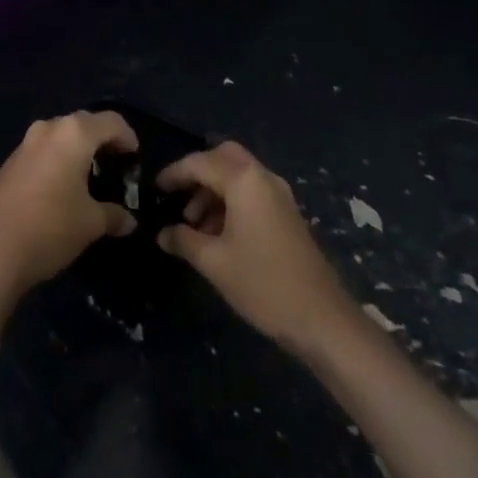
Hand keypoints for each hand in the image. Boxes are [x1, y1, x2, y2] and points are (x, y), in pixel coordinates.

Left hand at [0, 110, 139, 295]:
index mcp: (73, 134)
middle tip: (116, 168)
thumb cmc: (50, 227)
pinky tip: (62, 189)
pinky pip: (43, 151)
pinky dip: (58, 161)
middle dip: (103, 142)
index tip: (135, 161)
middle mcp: (48, 129)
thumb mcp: (91, 223)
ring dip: (78, 151)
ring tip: (90, 180)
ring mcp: (25, 143)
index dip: (128, 138)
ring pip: (61, 136)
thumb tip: (129, 220)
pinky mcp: (9, 162)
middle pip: (85, 124)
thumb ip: (114, 215)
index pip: (111, 122)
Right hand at [156, 142, 353, 356]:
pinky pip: (251, 192)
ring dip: (213, 190)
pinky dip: (230, 201)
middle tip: (177, 197)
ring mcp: (279, 195)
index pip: (200, 163)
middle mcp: (263, 177)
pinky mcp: (287, 214)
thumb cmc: (263, 284)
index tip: (154, 189)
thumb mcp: (214, 262)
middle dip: (197, 173)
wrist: (322, 320)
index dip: (174, 173)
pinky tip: (218, 234)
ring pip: (238, 175)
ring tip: (194, 225)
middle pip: (223, 157)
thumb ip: (183, 240)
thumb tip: (162, 233)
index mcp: (244, 180)